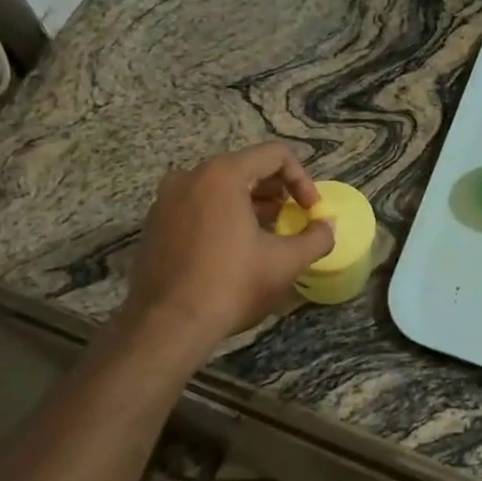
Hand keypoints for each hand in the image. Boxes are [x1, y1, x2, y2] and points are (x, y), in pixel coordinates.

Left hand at [122, 142, 336, 352]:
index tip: (311, 210)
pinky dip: (221, 217)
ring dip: (250, 204)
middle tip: (291, 220)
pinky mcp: (155, 224)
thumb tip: (326, 227)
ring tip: (267, 235)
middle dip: (276, 192)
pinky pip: (197, 206)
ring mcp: (166, 199)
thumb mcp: (285, 263)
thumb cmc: (231, 285)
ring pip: (219, 188)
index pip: (275, 155)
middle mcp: (190, 176)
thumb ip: (316, 238)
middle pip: (246, 168)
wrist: (166, 326)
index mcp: (223, 175)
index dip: (302, 179)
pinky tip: (233, 250)